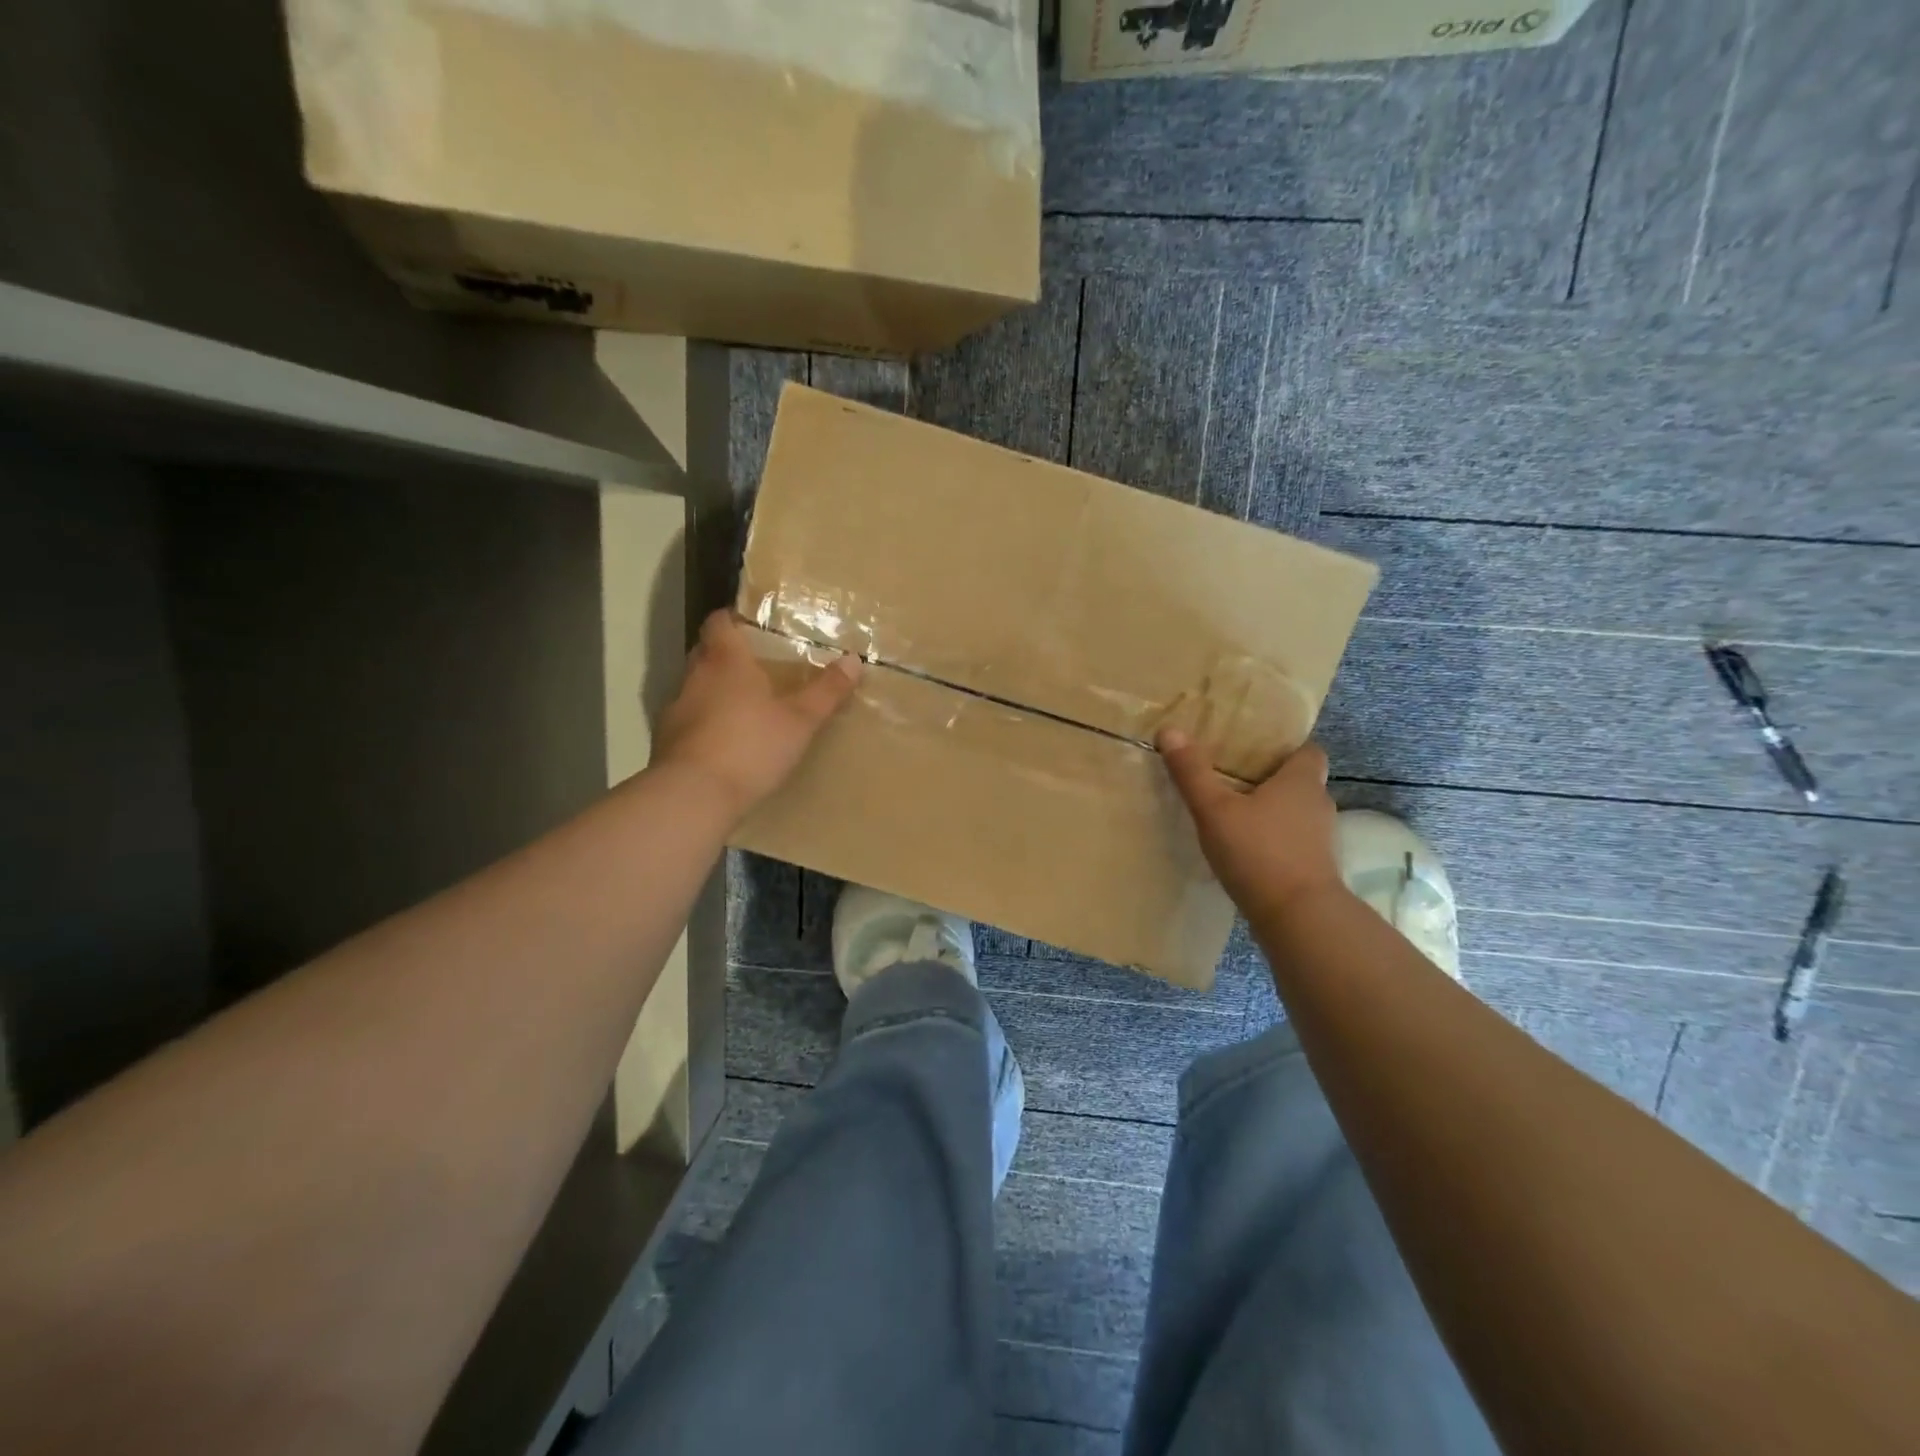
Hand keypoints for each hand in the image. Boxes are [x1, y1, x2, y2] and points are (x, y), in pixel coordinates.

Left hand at [654, 611, 861, 818]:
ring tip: (747, 707)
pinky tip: (727, 743)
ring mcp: (675, 709)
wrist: (693, 796)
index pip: (719, 621)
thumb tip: (853, 659)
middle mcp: (694, 676)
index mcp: (725, 660)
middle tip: (760, 666)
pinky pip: (689, 720)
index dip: (734, 619)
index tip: (755, 626)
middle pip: (706, 652)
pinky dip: (706, 723)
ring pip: (696, 687)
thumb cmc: (750, 746)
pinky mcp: (665, 742)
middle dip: (728, 655)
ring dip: (716, 691)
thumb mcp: (800, 720)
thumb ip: (826, 691)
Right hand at [1158, 730, 1343, 921]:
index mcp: (1301, 780)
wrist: (1298, 918)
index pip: (1308, 750)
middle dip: (1271, 779)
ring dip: (1272, 813)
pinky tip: (1246, 851)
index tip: (1258, 749)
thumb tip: (1170, 730)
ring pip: (1296, 814)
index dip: (1287, 747)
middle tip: (1234, 778)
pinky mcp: (1315, 869)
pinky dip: (1274, 842)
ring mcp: (1321, 840)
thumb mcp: (1214, 809)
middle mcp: (1318, 804)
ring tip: (1235, 815)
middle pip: (1300, 781)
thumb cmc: (1258, 852)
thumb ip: (1192, 772)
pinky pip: (1293, 843)